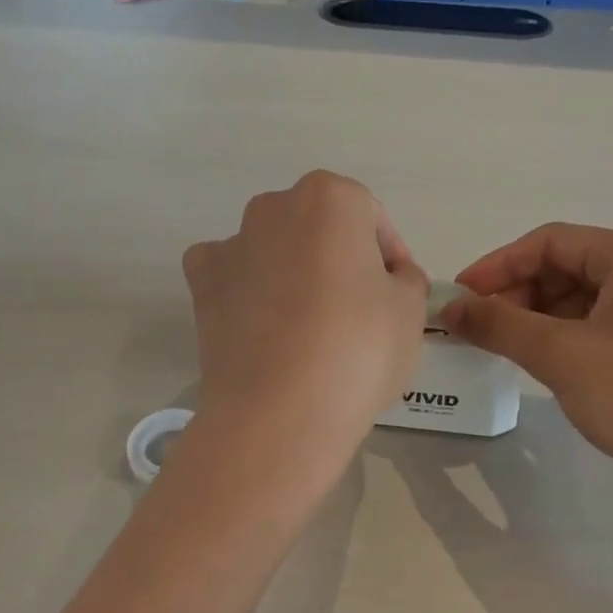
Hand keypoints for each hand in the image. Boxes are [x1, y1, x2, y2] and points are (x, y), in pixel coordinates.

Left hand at [183, 172, 426, 465]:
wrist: (278, 414)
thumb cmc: (358, 350)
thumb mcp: (411, 310)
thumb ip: (406, 278)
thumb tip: (389, 277)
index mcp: (330, 198)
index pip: (370, 218)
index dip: (389, 256)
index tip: (396, 295)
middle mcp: (273, 207)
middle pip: (319, 228)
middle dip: (339, 259)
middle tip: (358, 311)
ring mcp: (231, 245)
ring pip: (274, 250)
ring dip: (293, 273)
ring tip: (310, 328)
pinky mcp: (201, 285)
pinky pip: (232, 276)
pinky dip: (247, 292)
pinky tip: (263, 327)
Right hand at [445, 225, 612, 503]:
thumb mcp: (563, 356)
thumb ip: (499, 325)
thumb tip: (449, 308)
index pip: (550, 241)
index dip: (496, 266)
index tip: (458, 298)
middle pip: (566, 267)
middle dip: (516, 295)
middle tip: (478, 330)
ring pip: (581, 299)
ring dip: (537, 318)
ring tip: (505, 349)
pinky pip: (600, 325)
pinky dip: (564, 337)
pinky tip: (545, 363)